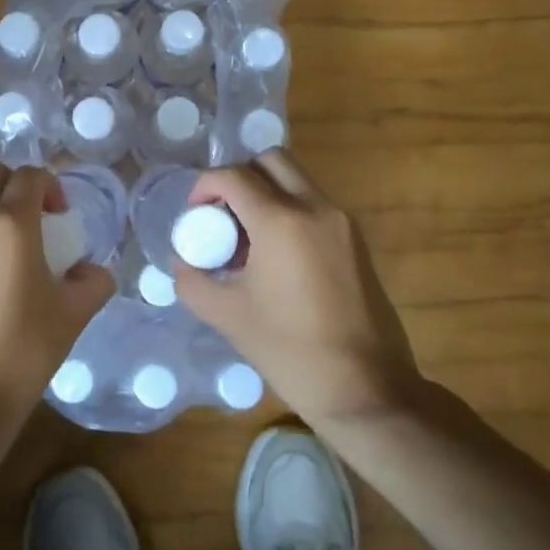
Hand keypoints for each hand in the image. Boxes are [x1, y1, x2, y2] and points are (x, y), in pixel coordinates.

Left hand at [0, 160, 114, 444]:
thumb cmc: (22, 353)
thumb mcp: (72, 315)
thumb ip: (92, 281)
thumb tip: (93, 270)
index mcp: (8, 224)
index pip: (30, 176)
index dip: (51, 186)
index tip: (63, 215)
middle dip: (15, 184)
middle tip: (35, 218)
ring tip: (12, 253)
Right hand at [173, 150, 426, 428]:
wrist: (367, 389)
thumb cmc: (290, 351)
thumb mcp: (227, 316)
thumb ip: (192, 280)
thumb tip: (182, 260)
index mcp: (281, 221)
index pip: (234, 176)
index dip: (205, 186)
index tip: (194, 214)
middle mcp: (315, 208)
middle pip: (271, 160)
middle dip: (239, 177)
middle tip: (223, 214)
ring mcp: (342, 222)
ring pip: (296, 180)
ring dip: (266, 193)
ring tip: (248, 240)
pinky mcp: (356, 241)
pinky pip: (314, 204)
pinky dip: (289, 211)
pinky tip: (276, 257)